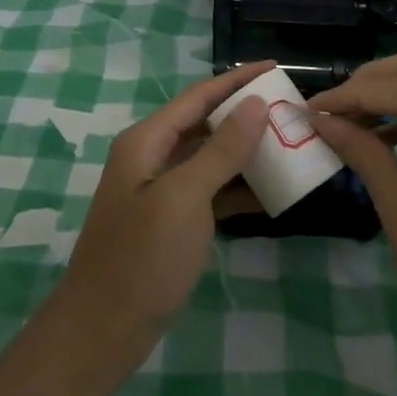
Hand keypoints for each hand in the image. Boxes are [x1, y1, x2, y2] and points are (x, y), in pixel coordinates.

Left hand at [56, 62, 273, 352]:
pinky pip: (210, 192)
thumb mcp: (184, 198)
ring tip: (290, 144)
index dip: (236, 80)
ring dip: (246, 152)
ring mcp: (161, 192)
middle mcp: (151, 159)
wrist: (104, 328)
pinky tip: (272, 192)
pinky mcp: (172, 222)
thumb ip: (221, 150)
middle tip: (291, 109)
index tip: (277, 67)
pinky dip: (238, 189)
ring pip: (210, 159)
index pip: (198, 97)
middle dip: (246, 114)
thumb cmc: (142, 257)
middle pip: (204, 124)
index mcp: (146, 142)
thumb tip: (255, 105)